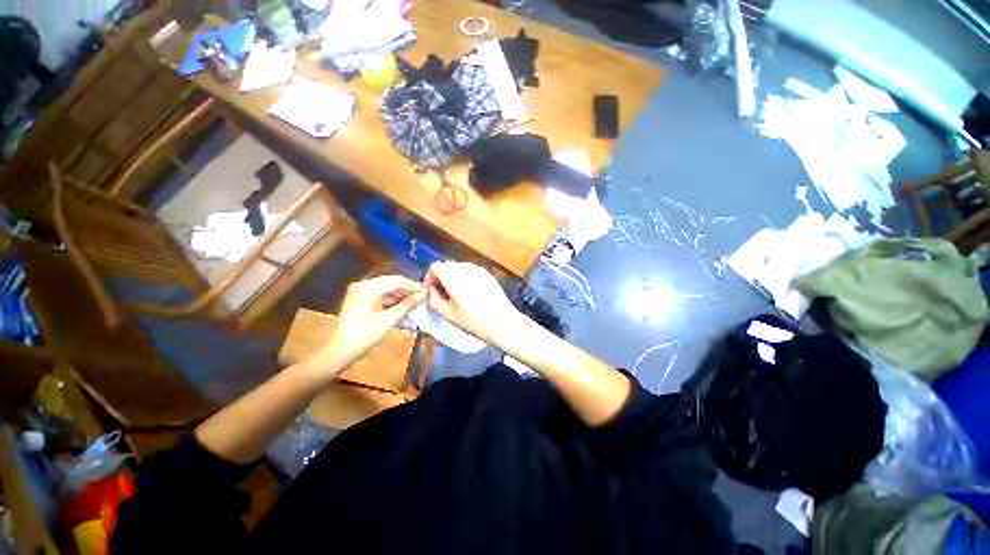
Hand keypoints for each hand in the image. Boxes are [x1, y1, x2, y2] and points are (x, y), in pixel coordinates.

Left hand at [304, 275, 425, 374]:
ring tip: (416, 301)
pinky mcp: (361, 298)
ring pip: (387, 287)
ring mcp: (361, 291)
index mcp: (367, 288)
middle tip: (423, 297)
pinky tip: (404, 305)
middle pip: (391, 282)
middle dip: (408, 289)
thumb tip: (423, 295)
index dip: (413, 286)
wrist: (340, 351)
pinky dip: (393, 298)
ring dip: (401, 294)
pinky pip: (381, 294)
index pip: (396, 281)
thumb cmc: (364, 337)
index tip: (427, 293)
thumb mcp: (388, 320)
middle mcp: (363, 285)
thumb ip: (406, 305)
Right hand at [424, 262, 520, 342]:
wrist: (502, 321)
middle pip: (446, 266)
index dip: (429, 279)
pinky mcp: (487, 274)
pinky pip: (469, 272)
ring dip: (452, 278)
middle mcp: (465, 267)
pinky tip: (469, 295)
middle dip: (440, 279)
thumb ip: (433, 300)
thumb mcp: (447, 314)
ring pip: (458, 268)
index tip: (432, 293)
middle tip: (442, 296)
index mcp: (452, 275)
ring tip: (456, 297)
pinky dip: (464, 279)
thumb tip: (432, 291)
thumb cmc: (473, 320)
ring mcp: (478, 269)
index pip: (434, 267)